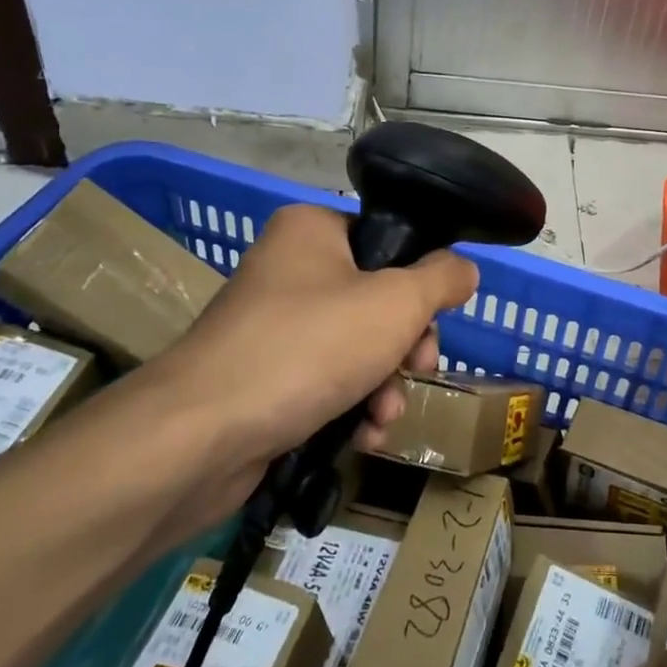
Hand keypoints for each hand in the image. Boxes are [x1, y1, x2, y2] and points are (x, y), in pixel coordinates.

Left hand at [133, 204, 477, 516]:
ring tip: (386, 416)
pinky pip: (323, 380)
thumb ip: (441, 279)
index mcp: (312, 230)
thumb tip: (464, 268)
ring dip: (383, 384)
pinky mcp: (261, 376)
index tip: (432, 324)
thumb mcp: (396, 304)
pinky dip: (349, 405)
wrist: (201, 435)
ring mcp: (271, 325)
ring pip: (354, 346)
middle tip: (418, 370)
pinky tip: (362, 436)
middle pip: (374, 299)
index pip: (385, 243)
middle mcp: (288, 268)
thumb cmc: (309, 347)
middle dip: (404, 346)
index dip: (418, 285)